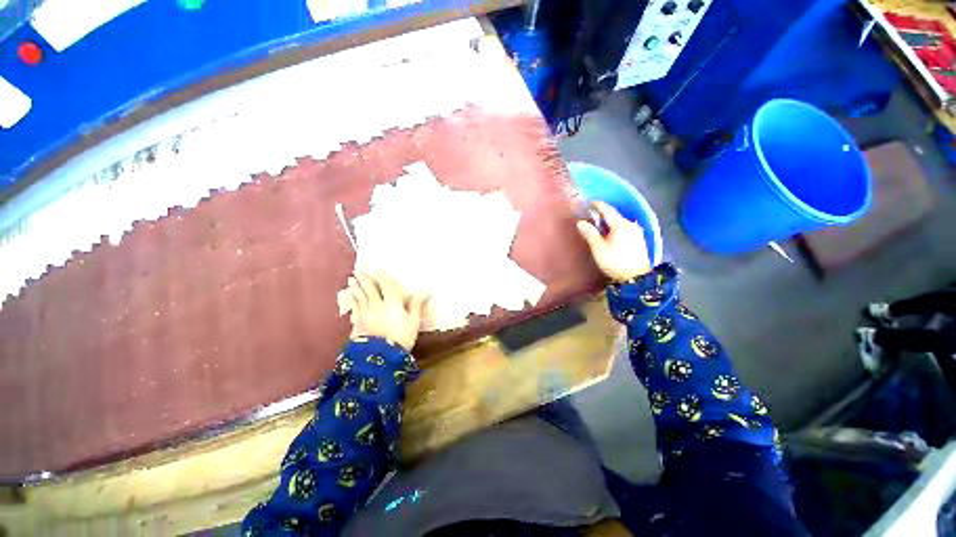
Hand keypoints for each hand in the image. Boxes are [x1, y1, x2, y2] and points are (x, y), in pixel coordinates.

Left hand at [346, 272, 428, 351]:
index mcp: (392, 303)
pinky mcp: (357, 323)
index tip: (377, 268)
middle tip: (359, 268)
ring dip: (356, 286)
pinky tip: (350, 297)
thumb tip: (426, 291)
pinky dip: (352, 300)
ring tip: (351, 278)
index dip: (382, 276)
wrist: (380, 357)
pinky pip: (354, 307)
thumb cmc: (401, 337)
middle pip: (369, 288)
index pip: (386, 285)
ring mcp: (365, 313)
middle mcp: (376, 304)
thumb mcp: (413, 322)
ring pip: (359, 296)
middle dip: (365, 278)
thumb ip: (416, 305)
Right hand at [577, 201, 651, 281]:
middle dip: (603, 213)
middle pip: (615, 215)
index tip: (590, 202)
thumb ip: (590, 233)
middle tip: (592, 214)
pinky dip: (616, 227)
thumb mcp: (599, 248)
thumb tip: (580, 222)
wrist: (636, 278)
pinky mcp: (639, 239)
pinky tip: (611, 233)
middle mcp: (630, 224)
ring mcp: (636, 232)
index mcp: (620, 225)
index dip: (598, 205)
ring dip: (610, 221)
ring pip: (620, 221)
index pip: (607, 209)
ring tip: (600, 224)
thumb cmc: (615, 262)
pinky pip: (625, 227)